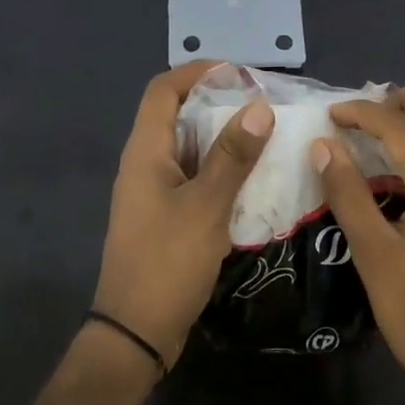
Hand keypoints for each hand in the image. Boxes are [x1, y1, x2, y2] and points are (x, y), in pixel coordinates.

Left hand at [93, 62, 274, 365]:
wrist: (137, 332)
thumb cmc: (167, 262)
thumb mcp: (206, 206)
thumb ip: (232, 156)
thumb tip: (258, 106)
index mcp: (145, 152)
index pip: (163, 90)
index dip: (197, 72)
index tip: (240, 73)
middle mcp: (145, 164)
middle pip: (177, 116)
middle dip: (218, 104)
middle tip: (264, 106)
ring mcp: (154, 192)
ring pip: (189, 149)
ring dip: (224, 139)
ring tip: (267, 136)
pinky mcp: (165, 216)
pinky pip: (194, 178)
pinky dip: (221, 171)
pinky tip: (253, 180)